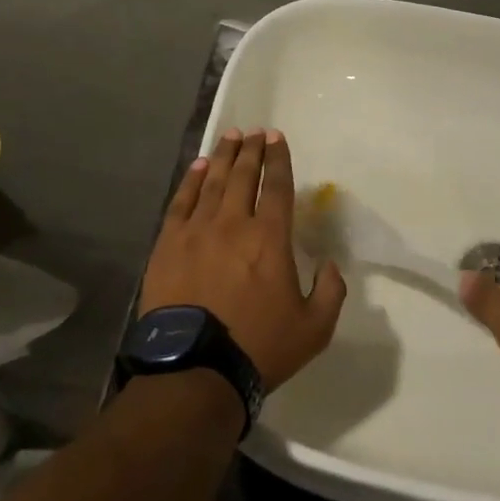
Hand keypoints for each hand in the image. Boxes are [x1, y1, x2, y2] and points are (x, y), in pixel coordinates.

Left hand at [141, 128, 347, 391]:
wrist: (195, 370)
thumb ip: (330, 291)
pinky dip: (192, 180)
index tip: (277, 138)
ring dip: (223, 156)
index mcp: (270, 238)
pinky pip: (182, 202)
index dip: (279, 159)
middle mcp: (234, 223)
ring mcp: (198, 231)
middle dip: (251, 150)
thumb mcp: (314, 329)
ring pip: (213, 182)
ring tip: (230, 136)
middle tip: (255, 131)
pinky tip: (198, 167)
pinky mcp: (169, 244)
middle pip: (244, 175)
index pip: (278, 186)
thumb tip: (330, 264)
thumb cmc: (258, 348)